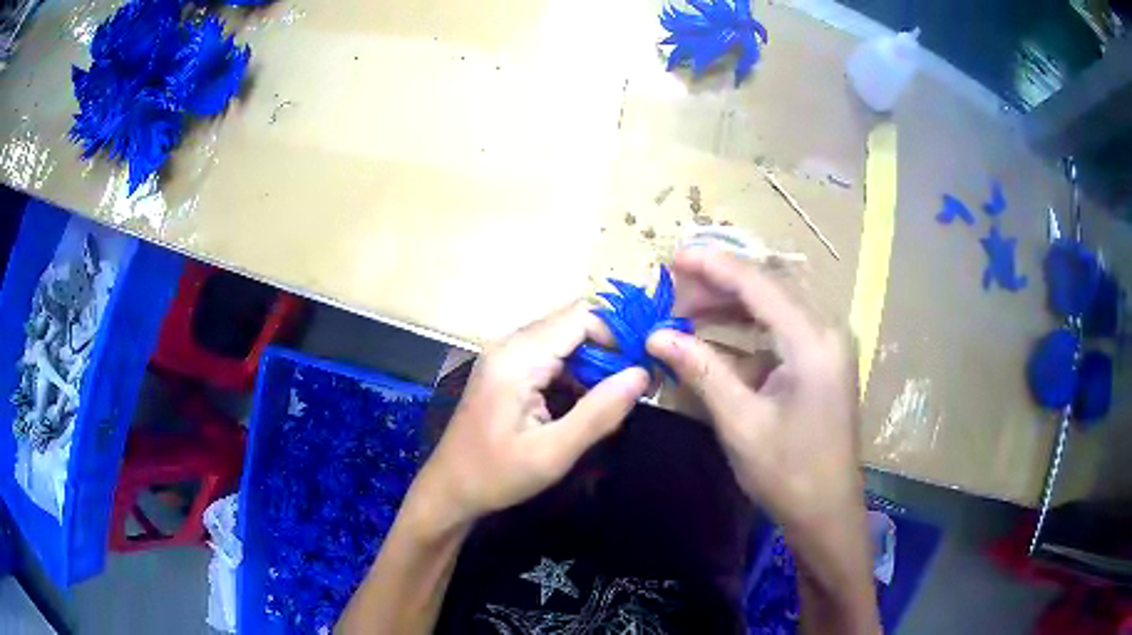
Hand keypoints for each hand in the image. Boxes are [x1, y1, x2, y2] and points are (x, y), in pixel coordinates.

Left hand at [409, 303, 649, 531]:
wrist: (449, 490)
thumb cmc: (496, 476)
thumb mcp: (554, 453)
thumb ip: (600, 412)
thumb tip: (643, 375)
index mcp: (517, 358)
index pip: (581, 317)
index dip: (619, 335)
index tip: (645, 367)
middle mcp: (510, 345)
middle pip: (573, 323)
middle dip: (611, 347)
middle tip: (639, 382)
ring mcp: (506, 355)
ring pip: (565, 338)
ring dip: (596, 360)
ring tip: (621, 393)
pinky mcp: (507, 370)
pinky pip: (552, 355)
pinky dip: (577, 371)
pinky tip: (590, 400)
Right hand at [646, 248, 861, 533]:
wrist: (828, 512)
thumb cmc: (789, 474)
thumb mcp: (741, 423)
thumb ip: (701, 370)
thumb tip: (657, 335)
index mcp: (812, 342)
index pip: (759, 285)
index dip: (714, 266)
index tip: (673, 259)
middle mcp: (826, 331)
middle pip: (769, 287)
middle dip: (720, 282)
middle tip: (673, 287)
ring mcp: (827, 346)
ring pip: (775, 306)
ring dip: (732, 303)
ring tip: (687, 307)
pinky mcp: (822, 362)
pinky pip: (781, 330)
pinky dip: (748, 328)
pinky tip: (717, 334)